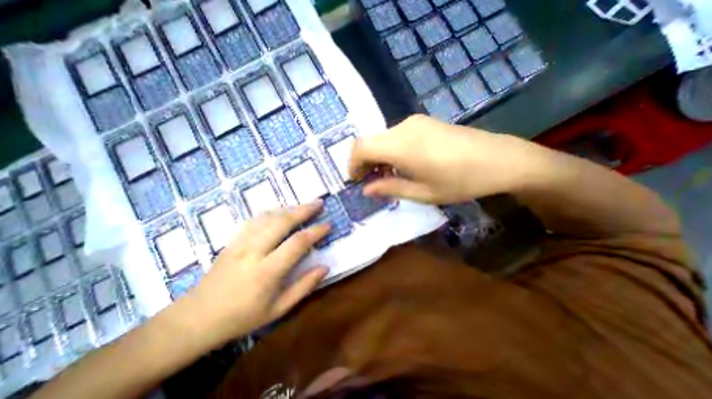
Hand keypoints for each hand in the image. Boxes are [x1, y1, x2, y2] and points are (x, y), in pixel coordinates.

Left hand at [183, 202, 327, 345]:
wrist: (196, 318)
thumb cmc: (242, 317)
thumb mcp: (278, 309)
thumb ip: (304, 286)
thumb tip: (325, 267)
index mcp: (267, 271)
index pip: (297, 243)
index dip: (315, 231)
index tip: (328, 225)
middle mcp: (253, 251)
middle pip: (282, 221)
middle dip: (304, 210)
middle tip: (319, 203)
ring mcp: (240, 243)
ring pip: (269, 217)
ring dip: (289, 208)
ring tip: (304, 206)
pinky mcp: (233, 240)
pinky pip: (255, 219)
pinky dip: (272, 212)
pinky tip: (281, 211)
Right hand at [350, 114, 545, 204]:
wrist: (500, 159)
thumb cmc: (461, 181)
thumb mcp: (423, 193)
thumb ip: (390, 188)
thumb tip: (366, 190)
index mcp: (401, 146)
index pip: (360, 147)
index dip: (352, 164)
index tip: (356, 180)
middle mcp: (403, 128)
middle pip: (369, 141)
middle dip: (363, 162)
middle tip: (370, 181)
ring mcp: (415, 122)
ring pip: (381, 137)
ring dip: (377, 156)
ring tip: (387, 175)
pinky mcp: (424, 122)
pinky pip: (396, 134)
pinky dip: (390, 149)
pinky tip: (402, 163)